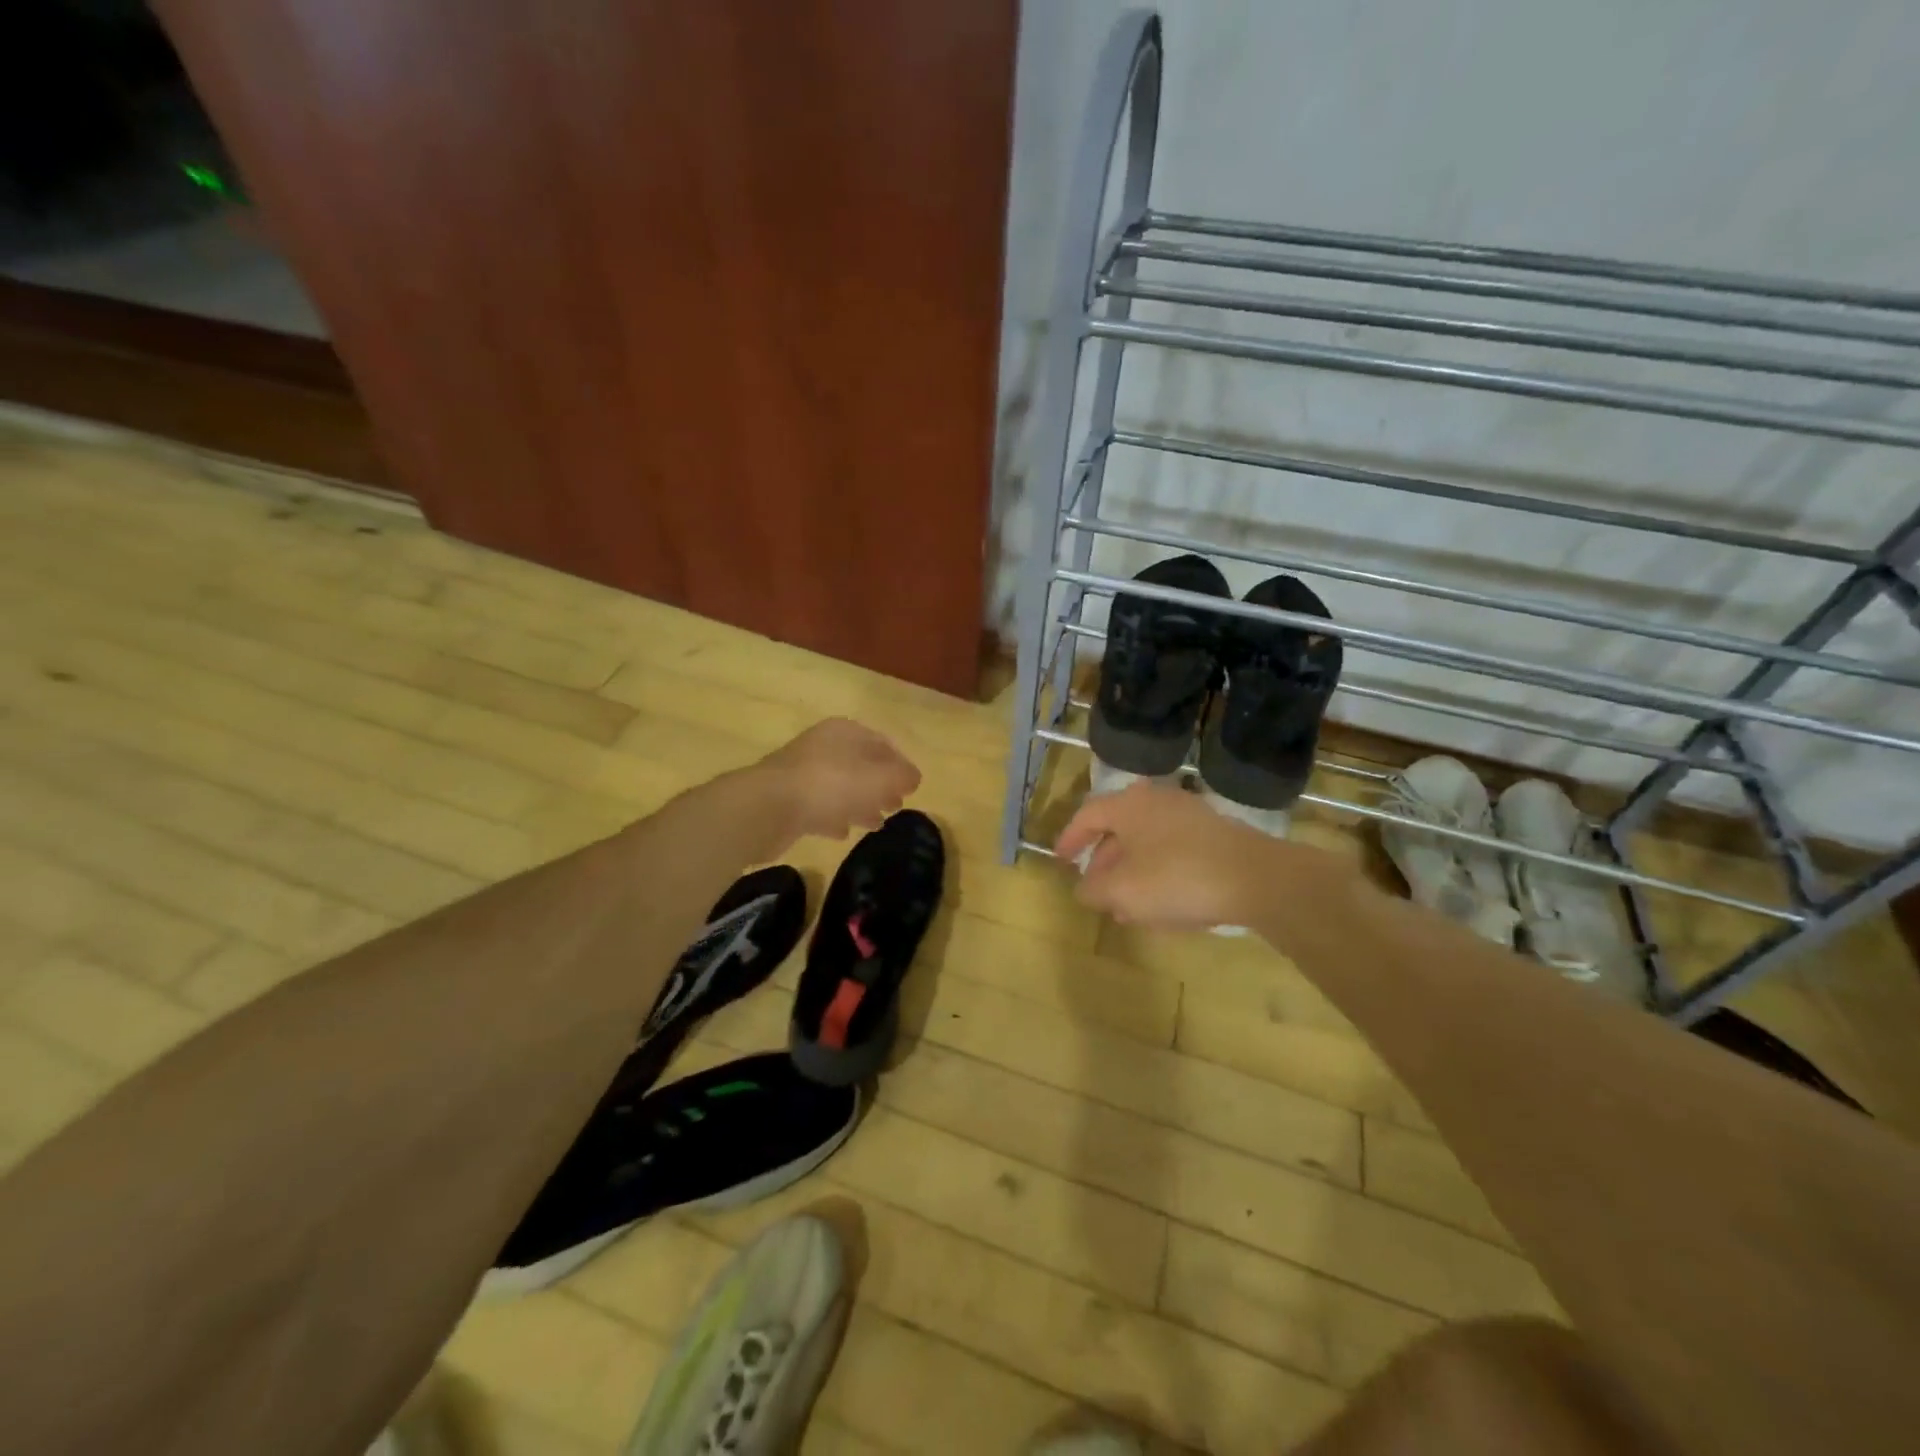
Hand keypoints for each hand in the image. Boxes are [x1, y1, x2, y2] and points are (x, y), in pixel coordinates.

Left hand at [755, 718, 920, 843]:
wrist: (769, 807)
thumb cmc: (831, 784)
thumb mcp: (880, 778)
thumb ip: (902, 776)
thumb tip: (913, 777)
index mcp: (845, 732)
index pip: (882, 743)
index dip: (900, 764)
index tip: (912, 786)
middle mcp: (823, 746)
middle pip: (861, 764)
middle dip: (881, 785)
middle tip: (896, 805)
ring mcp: (803, 772)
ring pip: (841, 786)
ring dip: (860, 803)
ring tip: (876, 823)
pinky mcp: (788, 799)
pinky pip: (819, 806)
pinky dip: (834, 817)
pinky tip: (843, 832)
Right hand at [1056, 780, 1320, 930]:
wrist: (1257, 879)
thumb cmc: (1178, 878)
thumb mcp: (1123, 891)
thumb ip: (1093, 890)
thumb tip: (1084, 889)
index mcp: (1129, 806)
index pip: (1088, 814)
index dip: (1070, 838)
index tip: (1060, 859)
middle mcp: (1157, 802)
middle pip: (1119, 828)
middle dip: (1103, 861)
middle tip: (1095, 888)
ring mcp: (1190, 817)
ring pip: (1148, 843)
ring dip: (1131, 872)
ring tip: (1126, 907)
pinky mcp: (1215, 837)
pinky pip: (1173, 853)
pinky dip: (1158, 874)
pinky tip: (1162, 906)